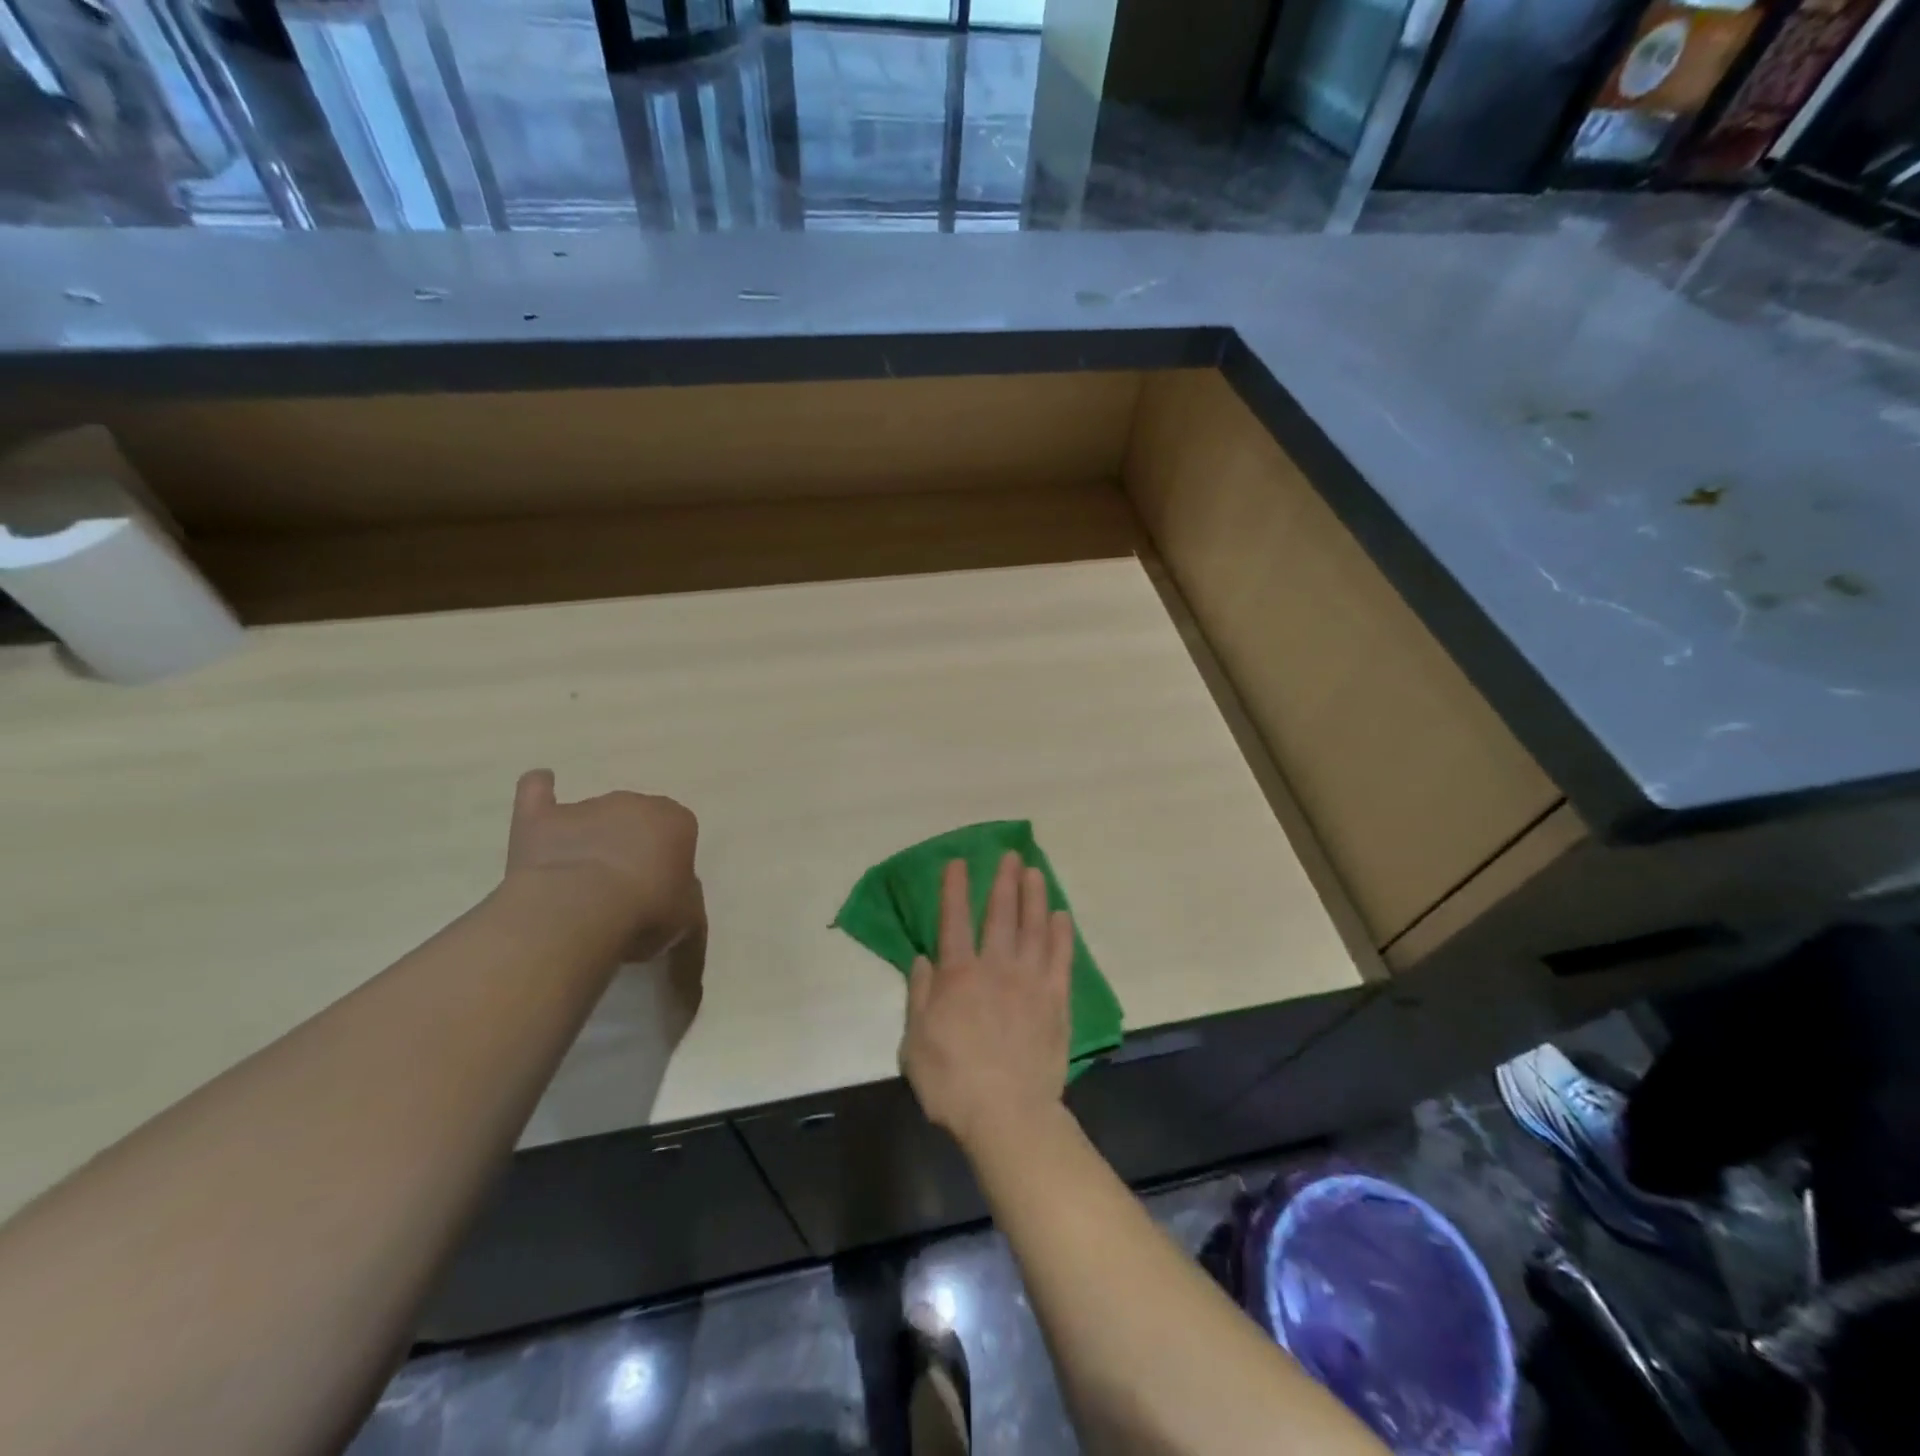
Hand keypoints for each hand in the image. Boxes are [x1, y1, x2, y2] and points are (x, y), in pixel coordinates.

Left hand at [505, 769, 700, 960]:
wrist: (580, 911)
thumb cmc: (646, 912)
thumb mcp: (687, 919)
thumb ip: (685, 900)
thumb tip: (673, 899)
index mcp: (676, 820)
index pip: (677, 831)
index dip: (667, 860)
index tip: (658, 889)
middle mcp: (635, 803)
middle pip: (635, 820)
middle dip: (629, 845)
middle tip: (619, 888)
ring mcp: (586, 806)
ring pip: (593, 816)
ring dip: (590, 839)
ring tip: (578, 883)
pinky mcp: (540, 818)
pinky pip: (538, 792)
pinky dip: (540, 791)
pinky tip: (541, 789)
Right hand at [900, 851, 1073, 1148]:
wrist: (1007, 1114)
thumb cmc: (952, 1082)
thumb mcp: (915, 1043)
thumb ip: (919, 996)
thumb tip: (923, 959)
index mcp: (958, 975)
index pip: (953, 920)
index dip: (955, 889)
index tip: (958, 862)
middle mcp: (995, 967)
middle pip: (1000, 914)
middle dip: (1003, 881)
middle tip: (1010, 855)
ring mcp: (1030, 981)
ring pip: (1034, 927)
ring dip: (1034, 896)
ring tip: (1035, 872)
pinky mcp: (1056, 1000)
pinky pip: (1061, 958)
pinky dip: (1061, 934)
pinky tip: (1062, 916)